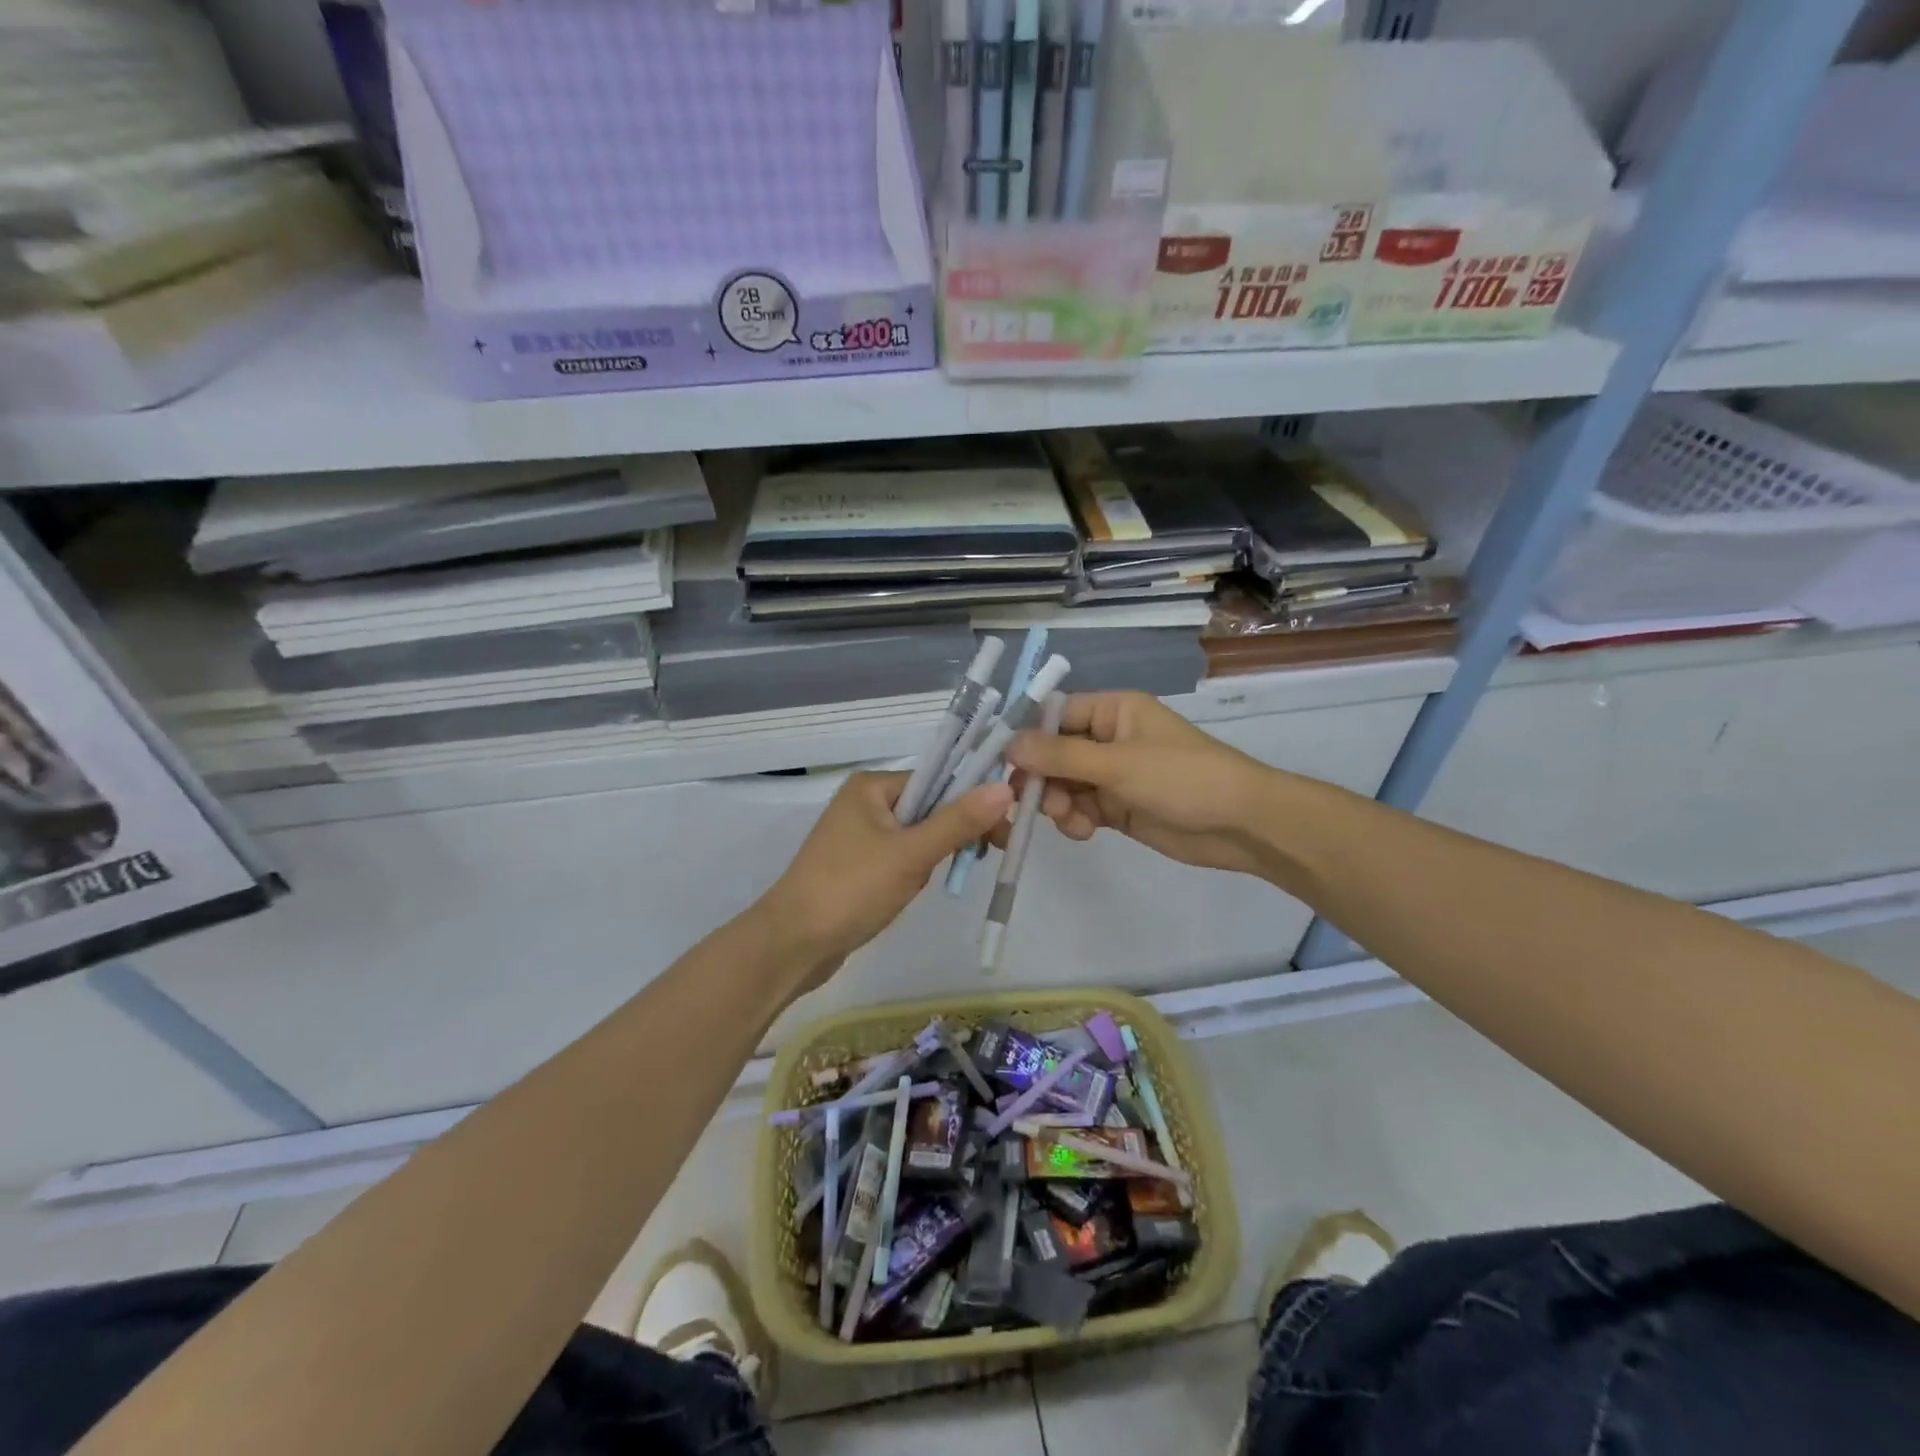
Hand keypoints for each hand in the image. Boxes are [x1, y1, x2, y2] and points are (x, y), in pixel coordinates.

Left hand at [753, 769, 1012, 994]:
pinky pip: (898, 858)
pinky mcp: (855, 866)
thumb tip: (1005, 786)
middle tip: (978, 859)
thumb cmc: (852, 889)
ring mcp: (856, 836)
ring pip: (915, 836)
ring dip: (930, 858)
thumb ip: (958, 821)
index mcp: (871, 786)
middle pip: (928, 807)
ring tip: (925, 883)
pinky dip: (912, 872)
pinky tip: (908, 893)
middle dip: (949, 835)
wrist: (792, 944)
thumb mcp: (911, 854)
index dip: (971, 801)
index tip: (1002, 830)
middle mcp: (863, 802)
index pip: (936, 779)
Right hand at [1004, 692, 1277, 877]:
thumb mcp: (1118, 763)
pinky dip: (1075, 820)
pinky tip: (1085, 831)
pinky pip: (1080, 808)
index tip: (1005, 765)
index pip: (1055, 715)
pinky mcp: (1117, 807)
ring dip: (1058, 803)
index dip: (1029, 738)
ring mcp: (1113, 774)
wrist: (1240, 824)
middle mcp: (1108, 738)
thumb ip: (1060, 756)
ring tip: (1072, 821)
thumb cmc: (1182, 778)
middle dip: (1043, 779)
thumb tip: (1008, 745)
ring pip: (1063, 785)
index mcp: (1113, 711)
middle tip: (1037, 802)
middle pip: (1054, 754)